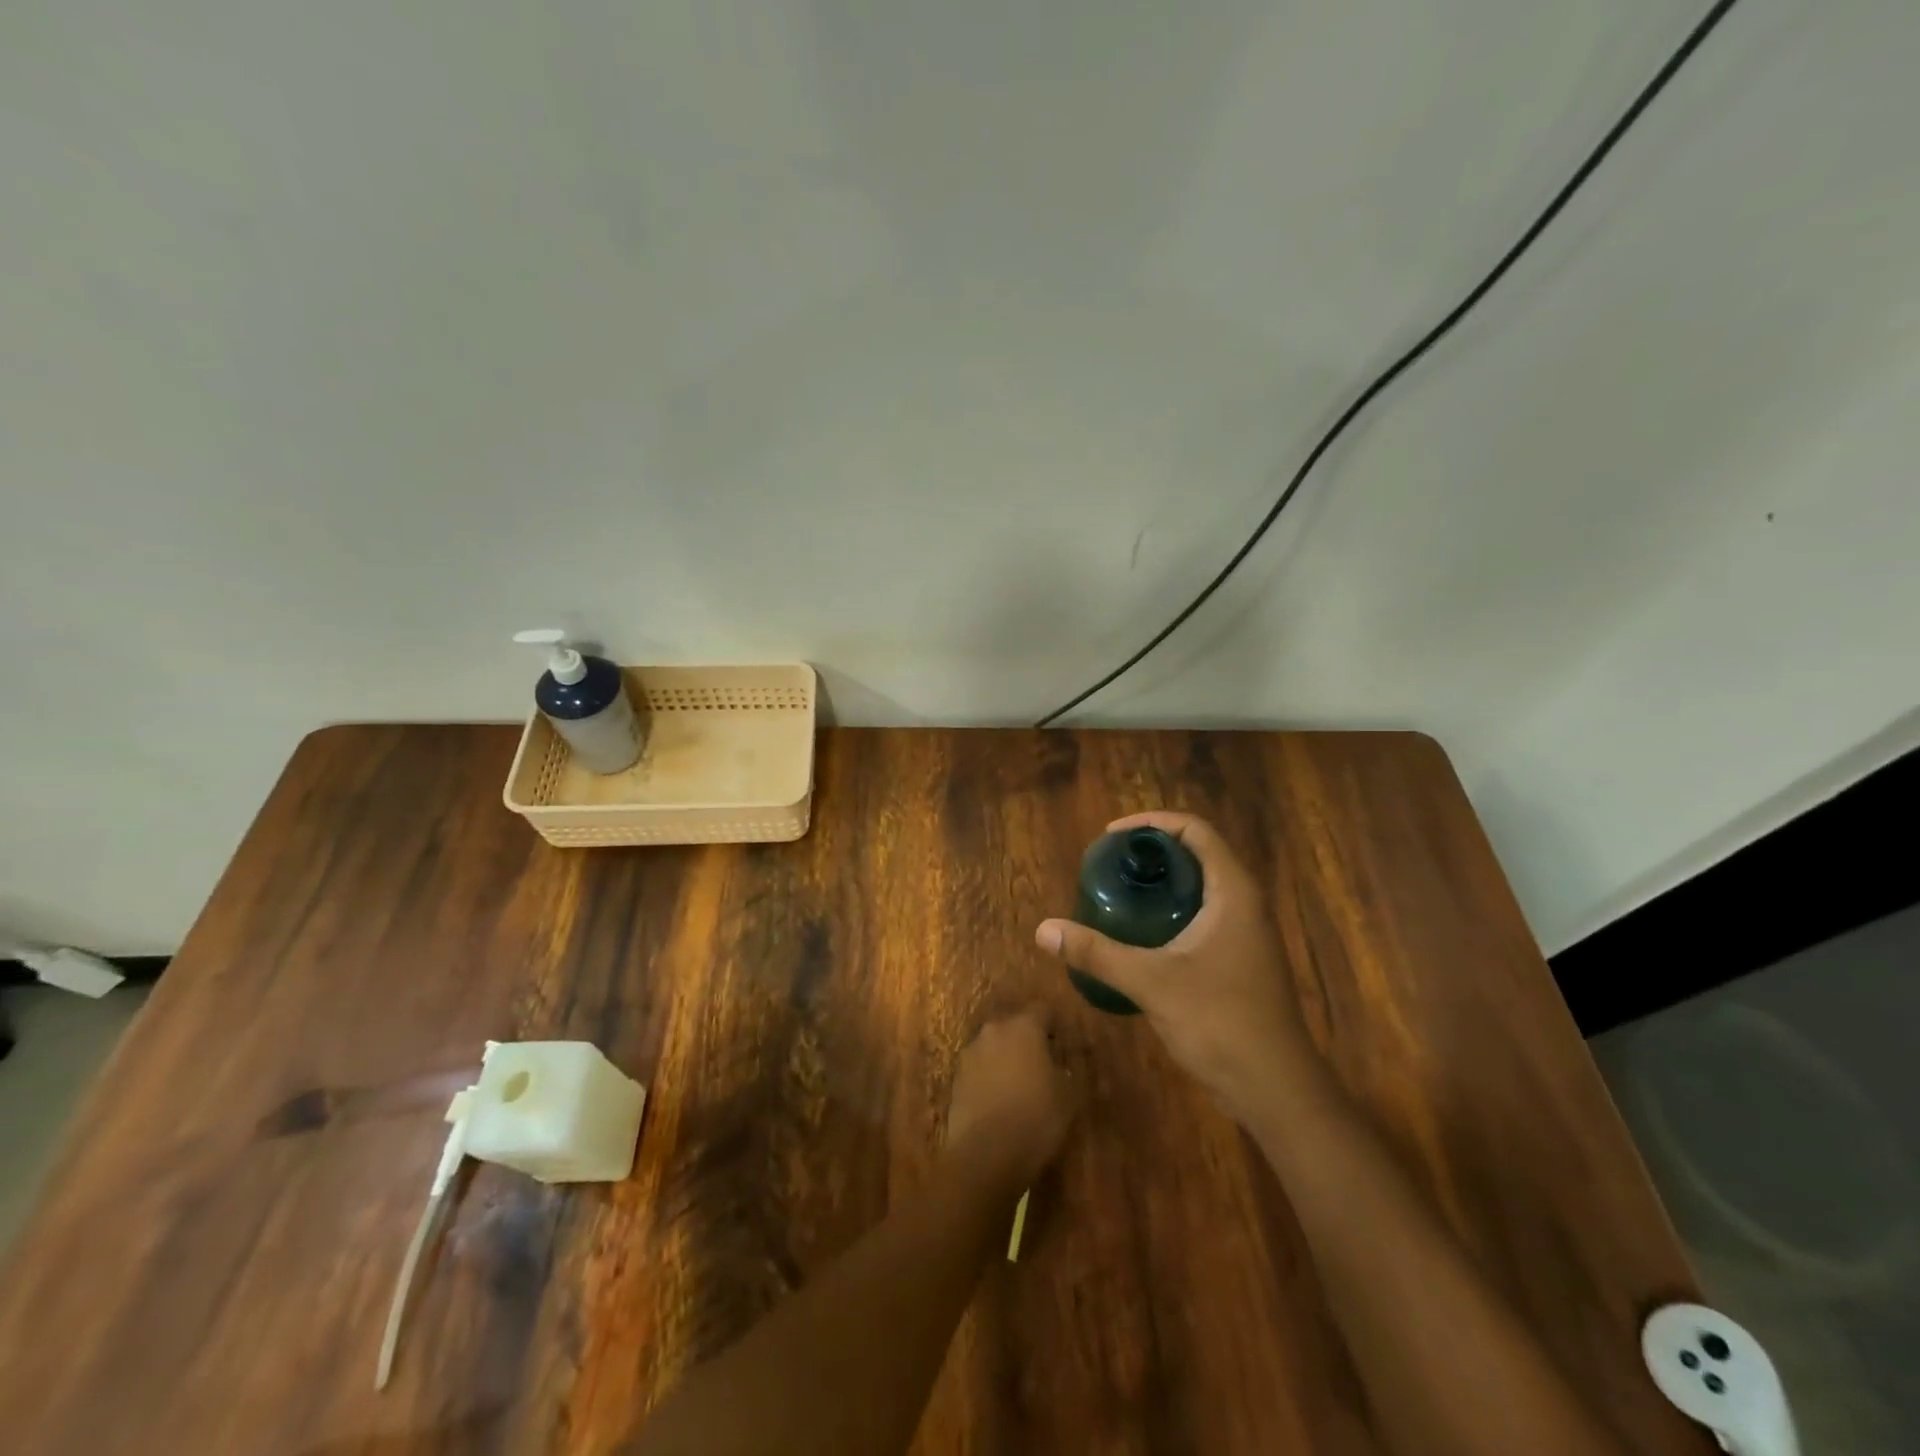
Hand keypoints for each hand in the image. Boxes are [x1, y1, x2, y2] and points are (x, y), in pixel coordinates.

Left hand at [944, 1008, 1077, 1186]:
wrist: (985, 1154)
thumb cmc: (1035, 1118)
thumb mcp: (1068, 1096)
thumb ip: (1064, 1071)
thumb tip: (1057, 1066)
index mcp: (1024, 1027)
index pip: (1042, 1010)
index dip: (1052, 1025)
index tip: (1060, 1042)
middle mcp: (994, 1030)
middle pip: (1013, 1026)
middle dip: (1026, 1040)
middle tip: (1040, 1064)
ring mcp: (970, 1053)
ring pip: (993, 1046)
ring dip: (1004, 1057)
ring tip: (1017, 1085)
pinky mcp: (956, 1077)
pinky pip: (978, 1068)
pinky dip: (988, 1077)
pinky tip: (997, 1100)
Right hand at [1035, 812, 1321, 1126]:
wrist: (1275, 1089)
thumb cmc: (1220, 1022)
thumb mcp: (1152, 982)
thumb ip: (1097, 953)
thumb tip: (1044, 930)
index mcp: (1233, 892)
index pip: (1196, 831)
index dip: (1153, 823)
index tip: (1113, 836)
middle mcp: (1245, 903)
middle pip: (1198, 854)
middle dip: (1153, 851)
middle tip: (1110, 863)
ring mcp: (1246, 933)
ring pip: (1201, 887)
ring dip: (1163, 881)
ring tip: (1119, 890)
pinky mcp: (1240, 959)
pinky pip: (1203, 915)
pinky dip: (1171, 909)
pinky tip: (1140, 933)